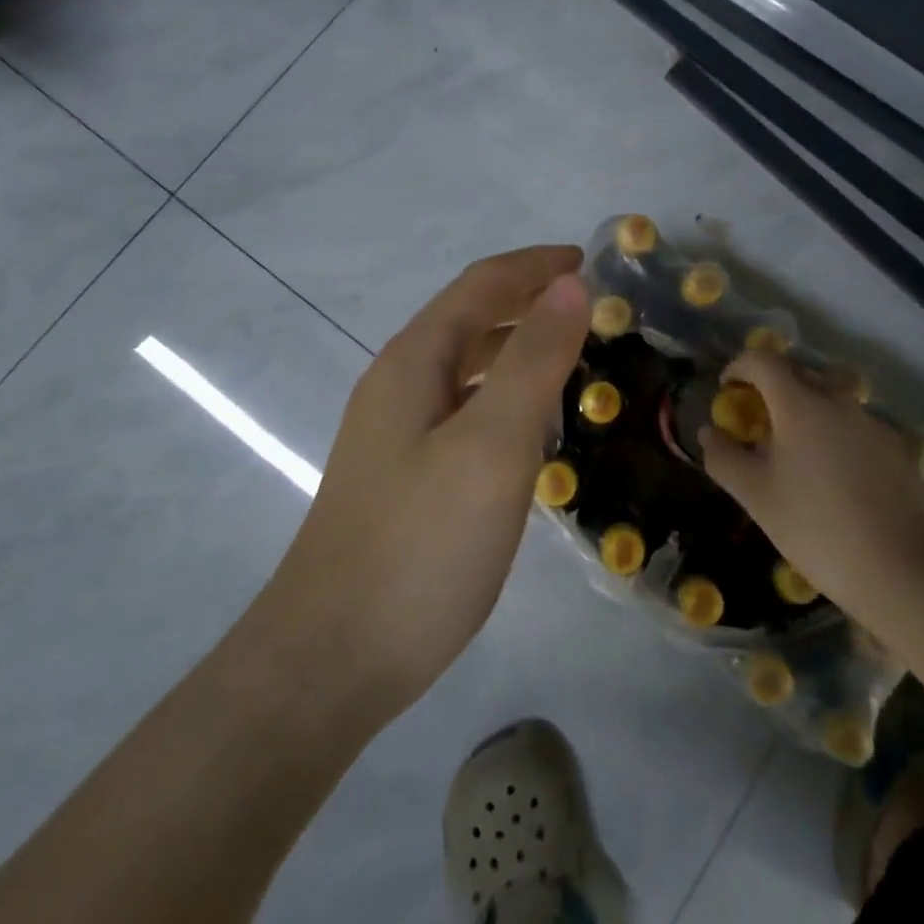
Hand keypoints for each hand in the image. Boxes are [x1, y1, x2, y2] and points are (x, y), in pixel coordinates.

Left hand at [266, 247, 588, 724]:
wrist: (330, 661)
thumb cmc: (420, 544)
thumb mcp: (492, 444)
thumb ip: (534, 359)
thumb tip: (570, 285)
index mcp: (415, 360)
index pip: (482, 285)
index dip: (536, 266)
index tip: (592, 263)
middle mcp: (400, 383)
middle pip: (471, 318)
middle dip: (530, 302)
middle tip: (594, 310)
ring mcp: (396, 432)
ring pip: (467, 367)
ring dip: (517, 348)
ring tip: (574, 358)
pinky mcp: (404, 475)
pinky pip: (464, 409)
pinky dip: (504, 395)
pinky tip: (532, 427)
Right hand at [699, 350, 923, 622]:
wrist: (897, 570)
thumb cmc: (814, 527)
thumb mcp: (754, 495)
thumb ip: (723, 457)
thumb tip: (710, 432)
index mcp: (800, 404)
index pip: (762, 360)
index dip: (739, 367)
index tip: (728, 392)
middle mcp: (838, 400)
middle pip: (798, 373)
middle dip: (772, 388)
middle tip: (759, 423)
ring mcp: (872, 422)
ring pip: (830, 398)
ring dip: (807, 410)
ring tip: (799, 451)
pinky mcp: (895, 447)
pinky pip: (855, 424)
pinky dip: (836, 433)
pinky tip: (836, 475)